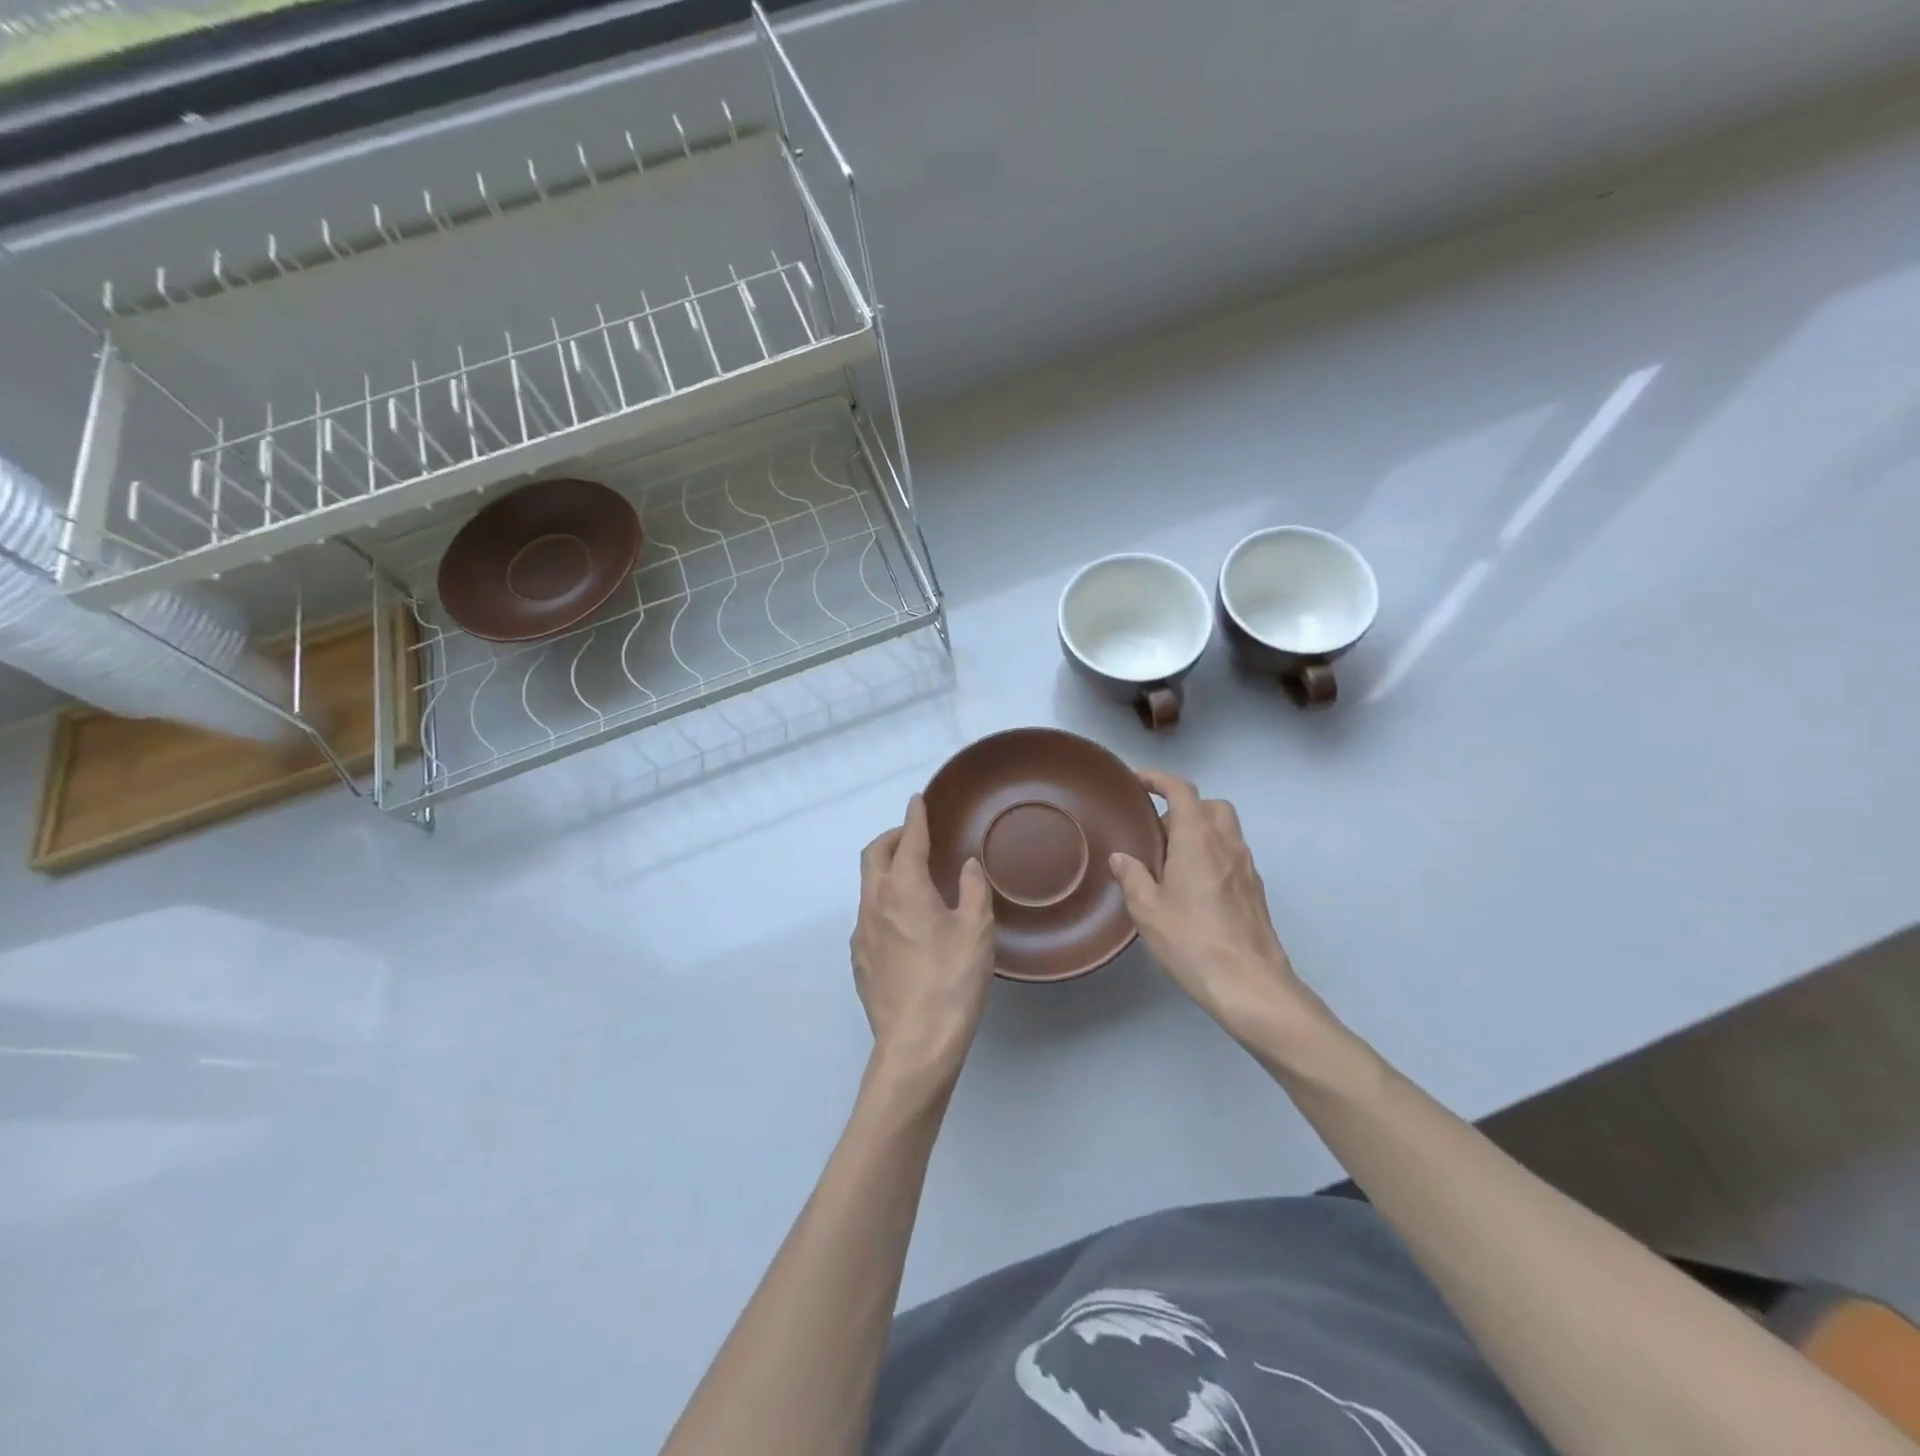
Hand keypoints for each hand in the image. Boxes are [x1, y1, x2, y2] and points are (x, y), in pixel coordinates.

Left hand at [851, 795, 995, 1096]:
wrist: (916, 1043)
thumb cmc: (952, 980)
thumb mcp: (977, 930)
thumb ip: (973, 889)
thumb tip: (967, 865)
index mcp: (903, 888)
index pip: (907, 839)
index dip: (914, 817)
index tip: (917, 800)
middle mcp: (874, 903)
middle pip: (874, 855)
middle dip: (891, 838)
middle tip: (913, 836)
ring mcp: (860, 933)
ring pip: (868, 886)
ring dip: (886, 870)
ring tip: (912, 879)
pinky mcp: (858, 960)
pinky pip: (868, 916)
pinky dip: (883, 902)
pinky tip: (904, 923)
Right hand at [1109, 770, 1334, 1051]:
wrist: (1249, 984)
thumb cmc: (1192, 940)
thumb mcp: (1148, 910)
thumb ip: (1133, 877)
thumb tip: (1122, 858)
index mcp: (1197, 839)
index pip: (1181, 791)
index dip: (1158, 779)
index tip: (1137, 782)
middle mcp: (1226, 843)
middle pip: (1209, 805)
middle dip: (1183, 807)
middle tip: (1156, 830)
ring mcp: (1246, 867)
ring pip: (1224, 830)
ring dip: (1199, 831)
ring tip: (1171, 860)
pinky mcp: (1255, 890)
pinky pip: (1231, 855)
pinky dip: (1212, 854)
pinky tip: (1193, 886)